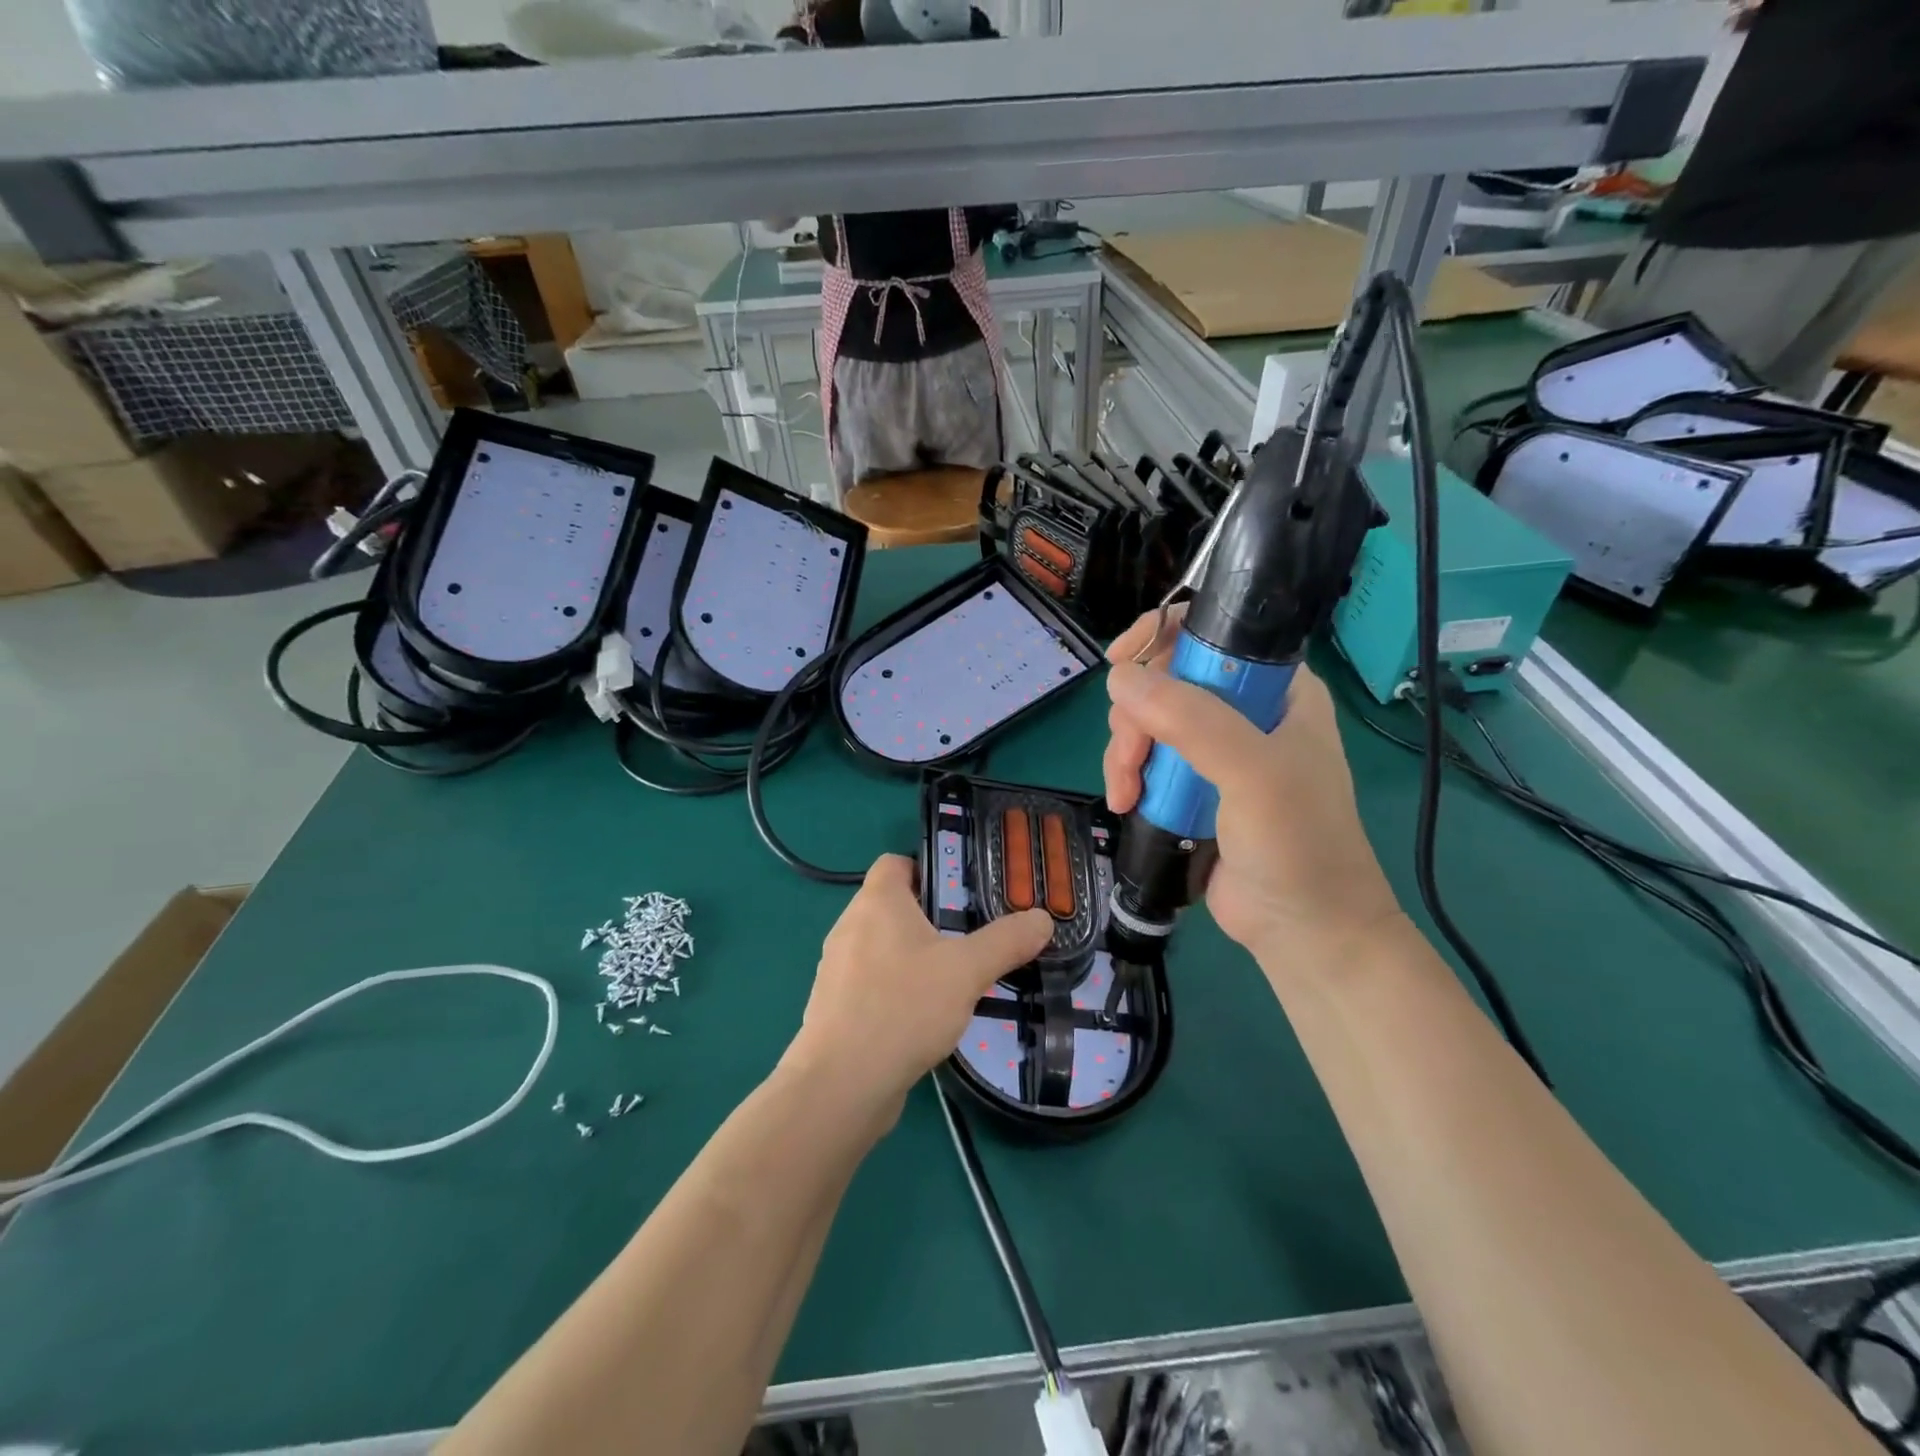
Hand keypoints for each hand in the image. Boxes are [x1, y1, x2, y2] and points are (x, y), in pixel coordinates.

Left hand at [785, 856, 1052, 1118]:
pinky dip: (897, 989)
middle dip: (931, 917)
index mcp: (877, 902)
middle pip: (893, 906)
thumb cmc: (903, 1007)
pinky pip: (872, 983)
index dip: (928, 868)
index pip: (895, 862)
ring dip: (915, 957)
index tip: (962, 893)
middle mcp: (850, 926)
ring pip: (883, 947)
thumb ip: (1006, 942)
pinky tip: (925, 1017)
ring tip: (954, 979)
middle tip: (971, 937)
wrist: (842, 1084)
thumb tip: (1043, 918)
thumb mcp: (967, 971)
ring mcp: (838, 969)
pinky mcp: (836, 1007)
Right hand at [1102, 608, 1405, 975]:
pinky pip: (1146, 761)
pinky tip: (1126, 802)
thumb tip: (1119, 678)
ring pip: (1147, 723)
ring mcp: (1216, 752)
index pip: (1214, 635)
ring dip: (1126, 753)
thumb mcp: (1253, 773)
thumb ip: (1192, 720)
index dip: (1162, 636)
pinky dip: (1128, 776)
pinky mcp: (1191, 787)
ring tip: (1126, 793)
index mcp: (1278, 689)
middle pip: (1166, 681)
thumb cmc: (1298, 843)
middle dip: (1136, 716)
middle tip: (1130, 757)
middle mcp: (1245, 711)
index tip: (1120, 661)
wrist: (1304, 931)